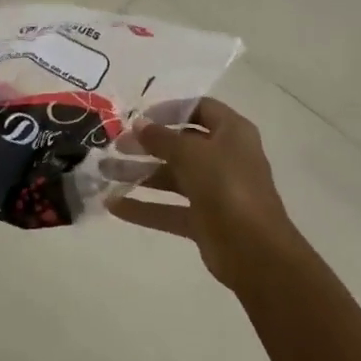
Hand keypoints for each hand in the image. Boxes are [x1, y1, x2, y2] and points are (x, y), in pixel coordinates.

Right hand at [107, 96, 295, 288]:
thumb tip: (139, 124)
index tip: (140, 117)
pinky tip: (114, 205)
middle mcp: (224, 158)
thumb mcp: (191, 153)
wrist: (255, 251)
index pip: (200, 109)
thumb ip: (162, 137)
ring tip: (105, 172)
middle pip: (181, 144)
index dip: (170, 110)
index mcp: (232, 133)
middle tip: (115, 146)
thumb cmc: (226, 186)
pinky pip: (169, 209)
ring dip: (139, 174)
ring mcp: (214, 191)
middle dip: (146, 145)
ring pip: (171, 177)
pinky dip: (144, 207)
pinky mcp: (204, 221)